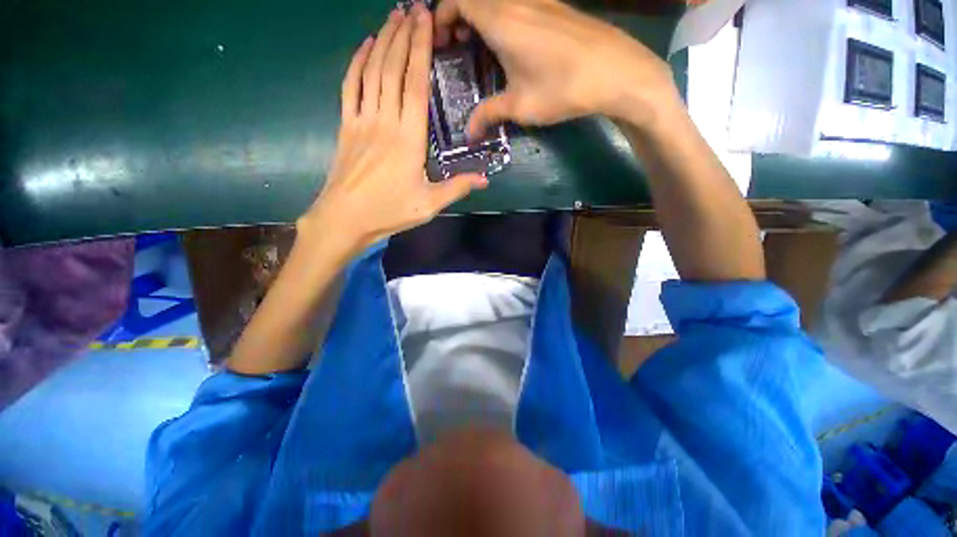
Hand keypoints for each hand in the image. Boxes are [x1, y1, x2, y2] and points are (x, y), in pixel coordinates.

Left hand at [299, 5, 487, 254]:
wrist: (345, 219)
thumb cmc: (389, 212)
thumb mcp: (429, 205)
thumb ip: (457, 188)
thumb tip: (485, 179)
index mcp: (409, 139)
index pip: (415, 85)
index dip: (420, 50)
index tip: (425, 21)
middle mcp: (385, 122)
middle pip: (392, 69)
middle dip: (402, 34)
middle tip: (411, 7)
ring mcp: (361, 121)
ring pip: (371, 71)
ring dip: (381, 40)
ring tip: (392, 16)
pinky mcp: (346, 126)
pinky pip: (350, 86)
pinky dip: (356, 62)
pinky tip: (364, 46)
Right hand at [434, 0, 680, 137]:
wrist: (616, 72)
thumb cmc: (563, 88)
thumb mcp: (520, 106)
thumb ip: (488, 114)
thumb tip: (468, 135)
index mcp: (501, 19)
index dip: (441, 16)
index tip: (438, 41)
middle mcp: (517, 0)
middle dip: (457, 16)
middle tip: (454, 45)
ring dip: (479, 16)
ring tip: (477, 46)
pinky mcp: (555, 6)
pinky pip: (516, 2)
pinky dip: (500, 16)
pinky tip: (507, 42)